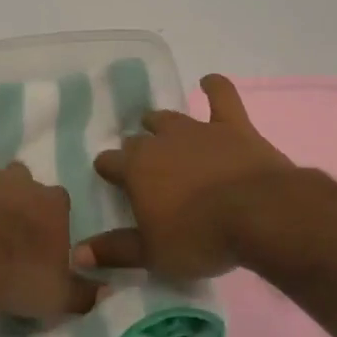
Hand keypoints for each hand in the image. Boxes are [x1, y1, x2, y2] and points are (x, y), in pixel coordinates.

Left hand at [0, 150, 98, 319]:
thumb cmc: (12, 277)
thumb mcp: (56, 298)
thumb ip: (84, 293)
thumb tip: (107, 291)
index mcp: (53, 205)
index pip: (60, 203)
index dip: (49, 222)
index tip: (39, 245)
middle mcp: (22, 181)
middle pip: (26, 182)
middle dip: (18, 201)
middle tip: (5, 234)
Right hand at [77, 75, 294, 280]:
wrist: (259, 214)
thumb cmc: (199, 238)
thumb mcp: (152, 254)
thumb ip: (114, 250)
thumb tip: (77, 253)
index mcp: (135, 170)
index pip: (109, 163)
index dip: (108, 170)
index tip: (111, 180)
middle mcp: (161, 142)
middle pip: (138, 139)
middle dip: (136, 149)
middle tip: (142, 166)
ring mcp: (198, 130)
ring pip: (170, 118)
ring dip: (162, 123)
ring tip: (159, 128)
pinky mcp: (233, 126)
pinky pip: (221, 97)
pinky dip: (214, 87)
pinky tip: (208, 81)